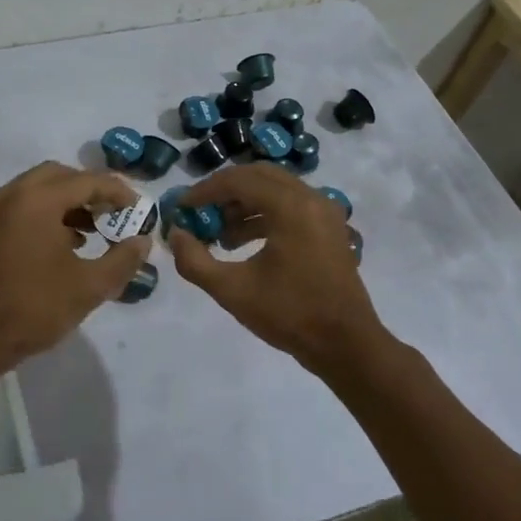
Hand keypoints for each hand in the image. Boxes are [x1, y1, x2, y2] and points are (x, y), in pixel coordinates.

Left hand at [0, 162, 152, 379]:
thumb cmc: (32, 308)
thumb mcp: (88, 287)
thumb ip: (122, 260)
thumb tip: (143, 241)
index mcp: (38, 200)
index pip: (88, 180)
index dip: (119, 193)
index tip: (140, 211)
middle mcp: (13, 194)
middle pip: (61, 176)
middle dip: (91, 191)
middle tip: (115, 214)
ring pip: (39, 189)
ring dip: (69, 202)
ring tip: (95, 230)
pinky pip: (23, 205)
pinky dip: (47, 213)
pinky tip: (65, 244)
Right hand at [167, 163, 386, 370]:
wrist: (345, 345)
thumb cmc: (289, 314)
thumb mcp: (232, 290)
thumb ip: (194, 261)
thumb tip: (174, 234)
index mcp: (290, 207)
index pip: (238, 180)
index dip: (204, 191)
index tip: (181, 207)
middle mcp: (310, 198)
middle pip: (258, 176)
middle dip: (225, 191)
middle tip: (200, 212)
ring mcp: (324, 211)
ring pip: (275, 189)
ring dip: (243, 203)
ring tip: (220, 234)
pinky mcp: (329, 227)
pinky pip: (291, 204)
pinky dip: (264, 213)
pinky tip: (244, 243)